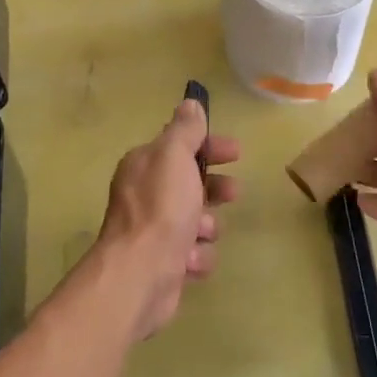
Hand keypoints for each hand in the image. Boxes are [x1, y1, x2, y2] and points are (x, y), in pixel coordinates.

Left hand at [94, 98, 240, 341]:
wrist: (141, 273)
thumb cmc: (161, 209)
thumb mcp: (174, 157)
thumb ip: (185, 130)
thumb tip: (190, 103)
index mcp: (144, 166)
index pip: (180, 147)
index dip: (209, 147)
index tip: (235, 153)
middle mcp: (145, 195)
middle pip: (191, 184)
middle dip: (214, 189)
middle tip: (232, 193)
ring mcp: (154, 231)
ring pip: (197, 221)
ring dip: (207, 226)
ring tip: (201, 233)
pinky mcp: (165, 263)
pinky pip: (194, 253)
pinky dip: (197, 256)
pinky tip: (190, 260)